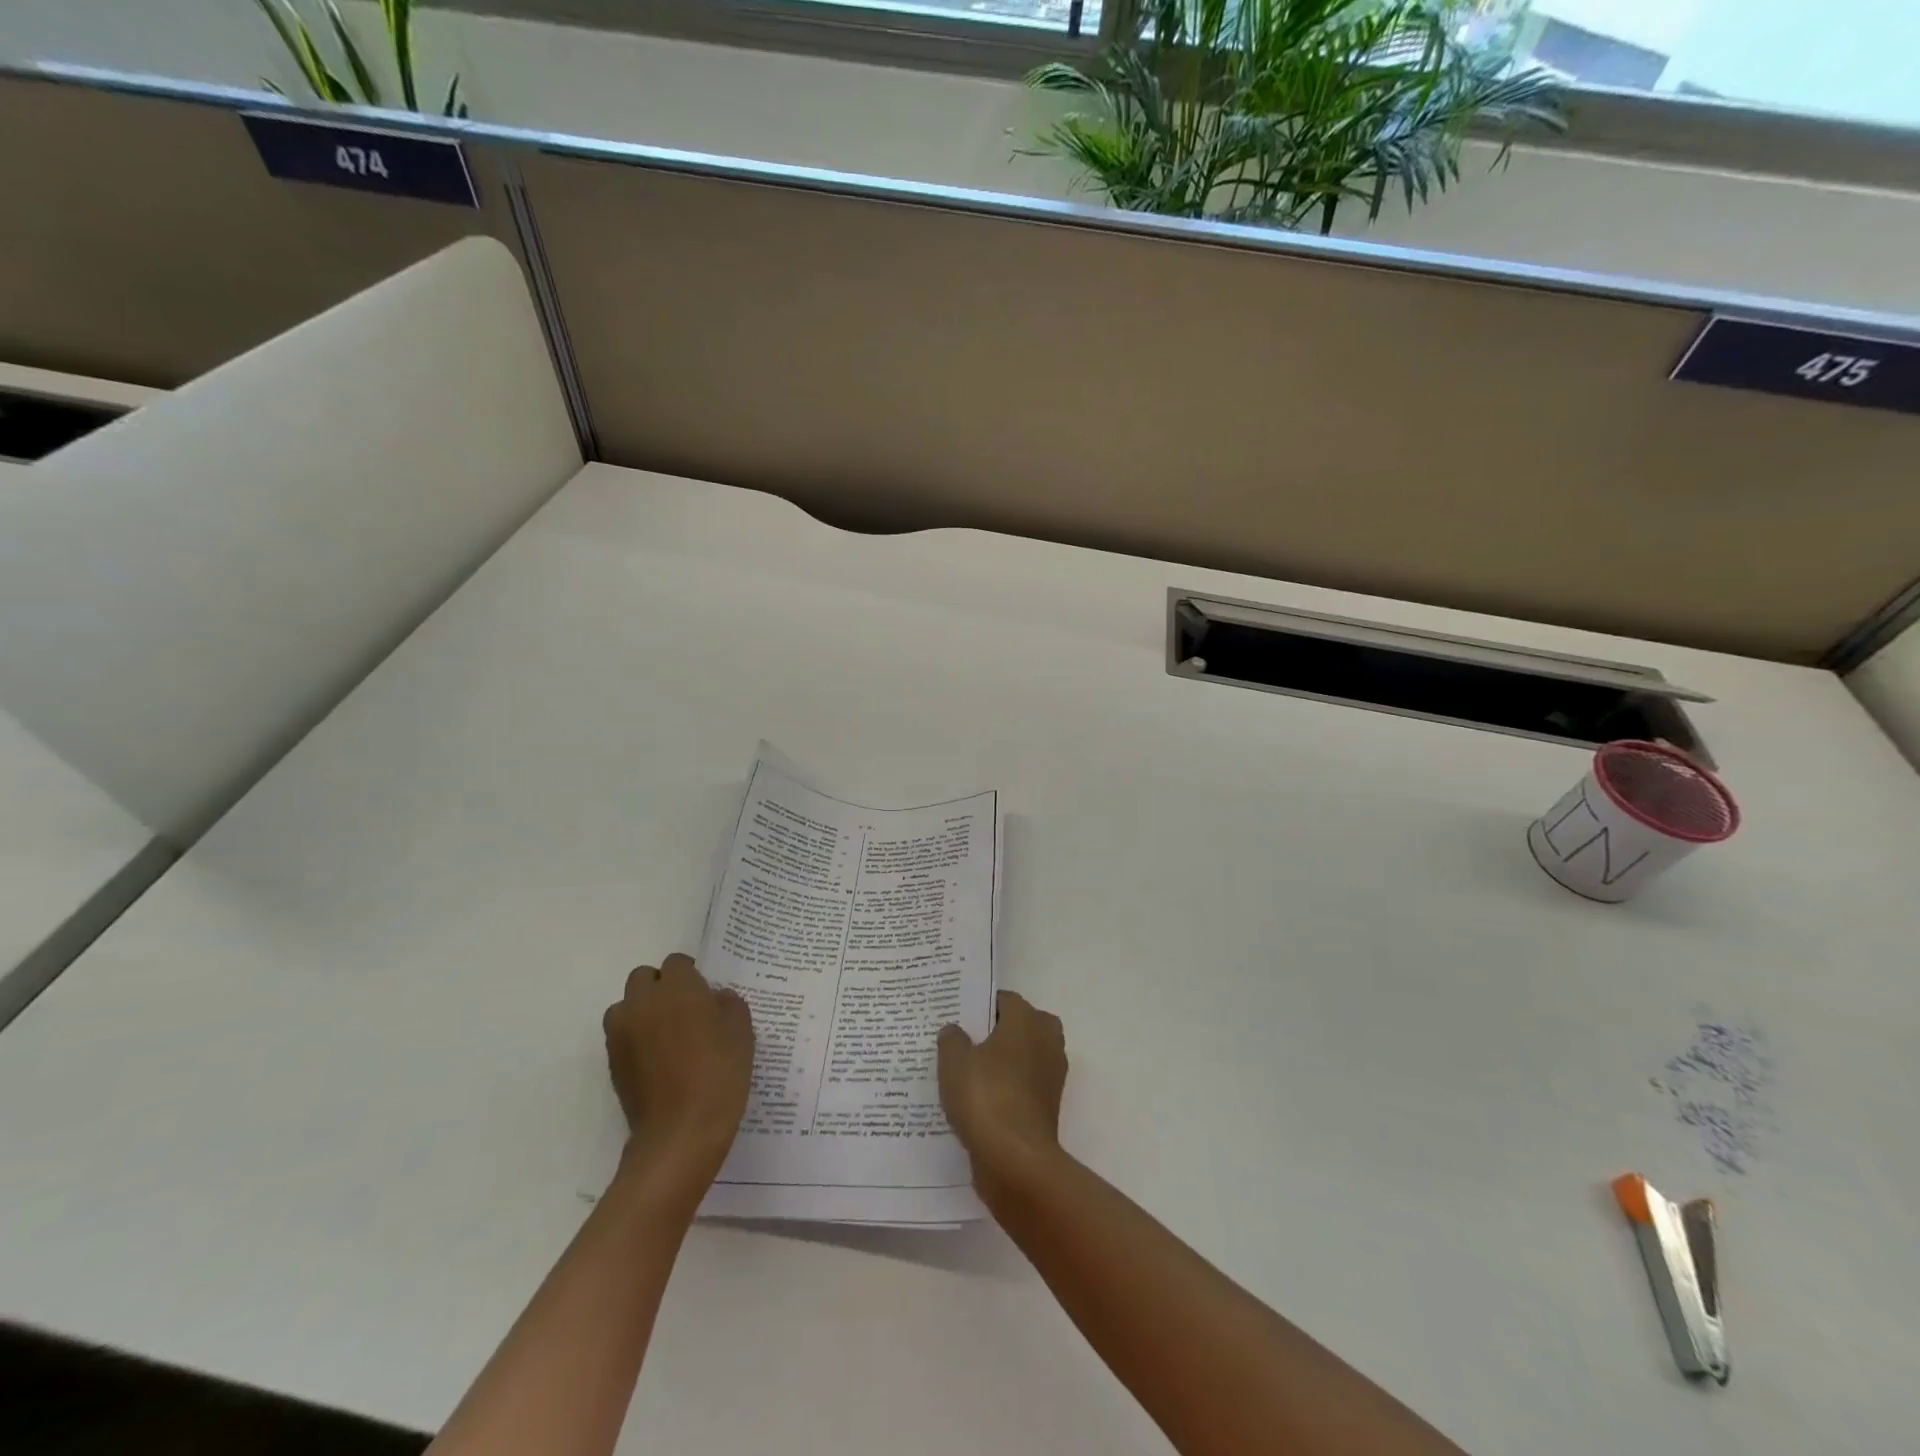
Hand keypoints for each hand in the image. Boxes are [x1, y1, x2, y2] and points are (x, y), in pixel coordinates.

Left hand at [603, 954, 753, 1190]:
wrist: (681, 1132)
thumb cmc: (719, 1073)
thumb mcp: (742, 1031)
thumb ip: (728, 1004)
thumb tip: (715, 998)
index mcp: (678, 988)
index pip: (677, 963)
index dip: (691, 974)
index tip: (705, 994)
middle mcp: (643, 1002)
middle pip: (644, 978)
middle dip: (661, 987)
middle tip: (685, 1010)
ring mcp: (622, 1032)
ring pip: (627, 1005)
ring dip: (643, 1010)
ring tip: (666, 1034)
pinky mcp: (612, 1061)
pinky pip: (622, 1034)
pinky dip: (635, 1037)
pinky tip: (658, 1059)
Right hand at [938, 990, 1067, 1186]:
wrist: (1016, 1159)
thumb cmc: (985, 1096)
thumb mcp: (954, 1062)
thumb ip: (952, 1039)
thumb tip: (955, 1030)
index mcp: (1027, 1020)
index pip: (1005, 1000)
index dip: (982, 1006)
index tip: (959, 1017)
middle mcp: (1046, 1040)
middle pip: (1021, 1025)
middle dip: (997, 1031)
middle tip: (965, 1042)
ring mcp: (1051, 1074)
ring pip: (1024, 1056)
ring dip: (1004, 1061)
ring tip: (967, 1072)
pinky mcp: (1048, 1105)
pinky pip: (1025, 1085)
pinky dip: (1008, 1088)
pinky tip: (979, 1100)